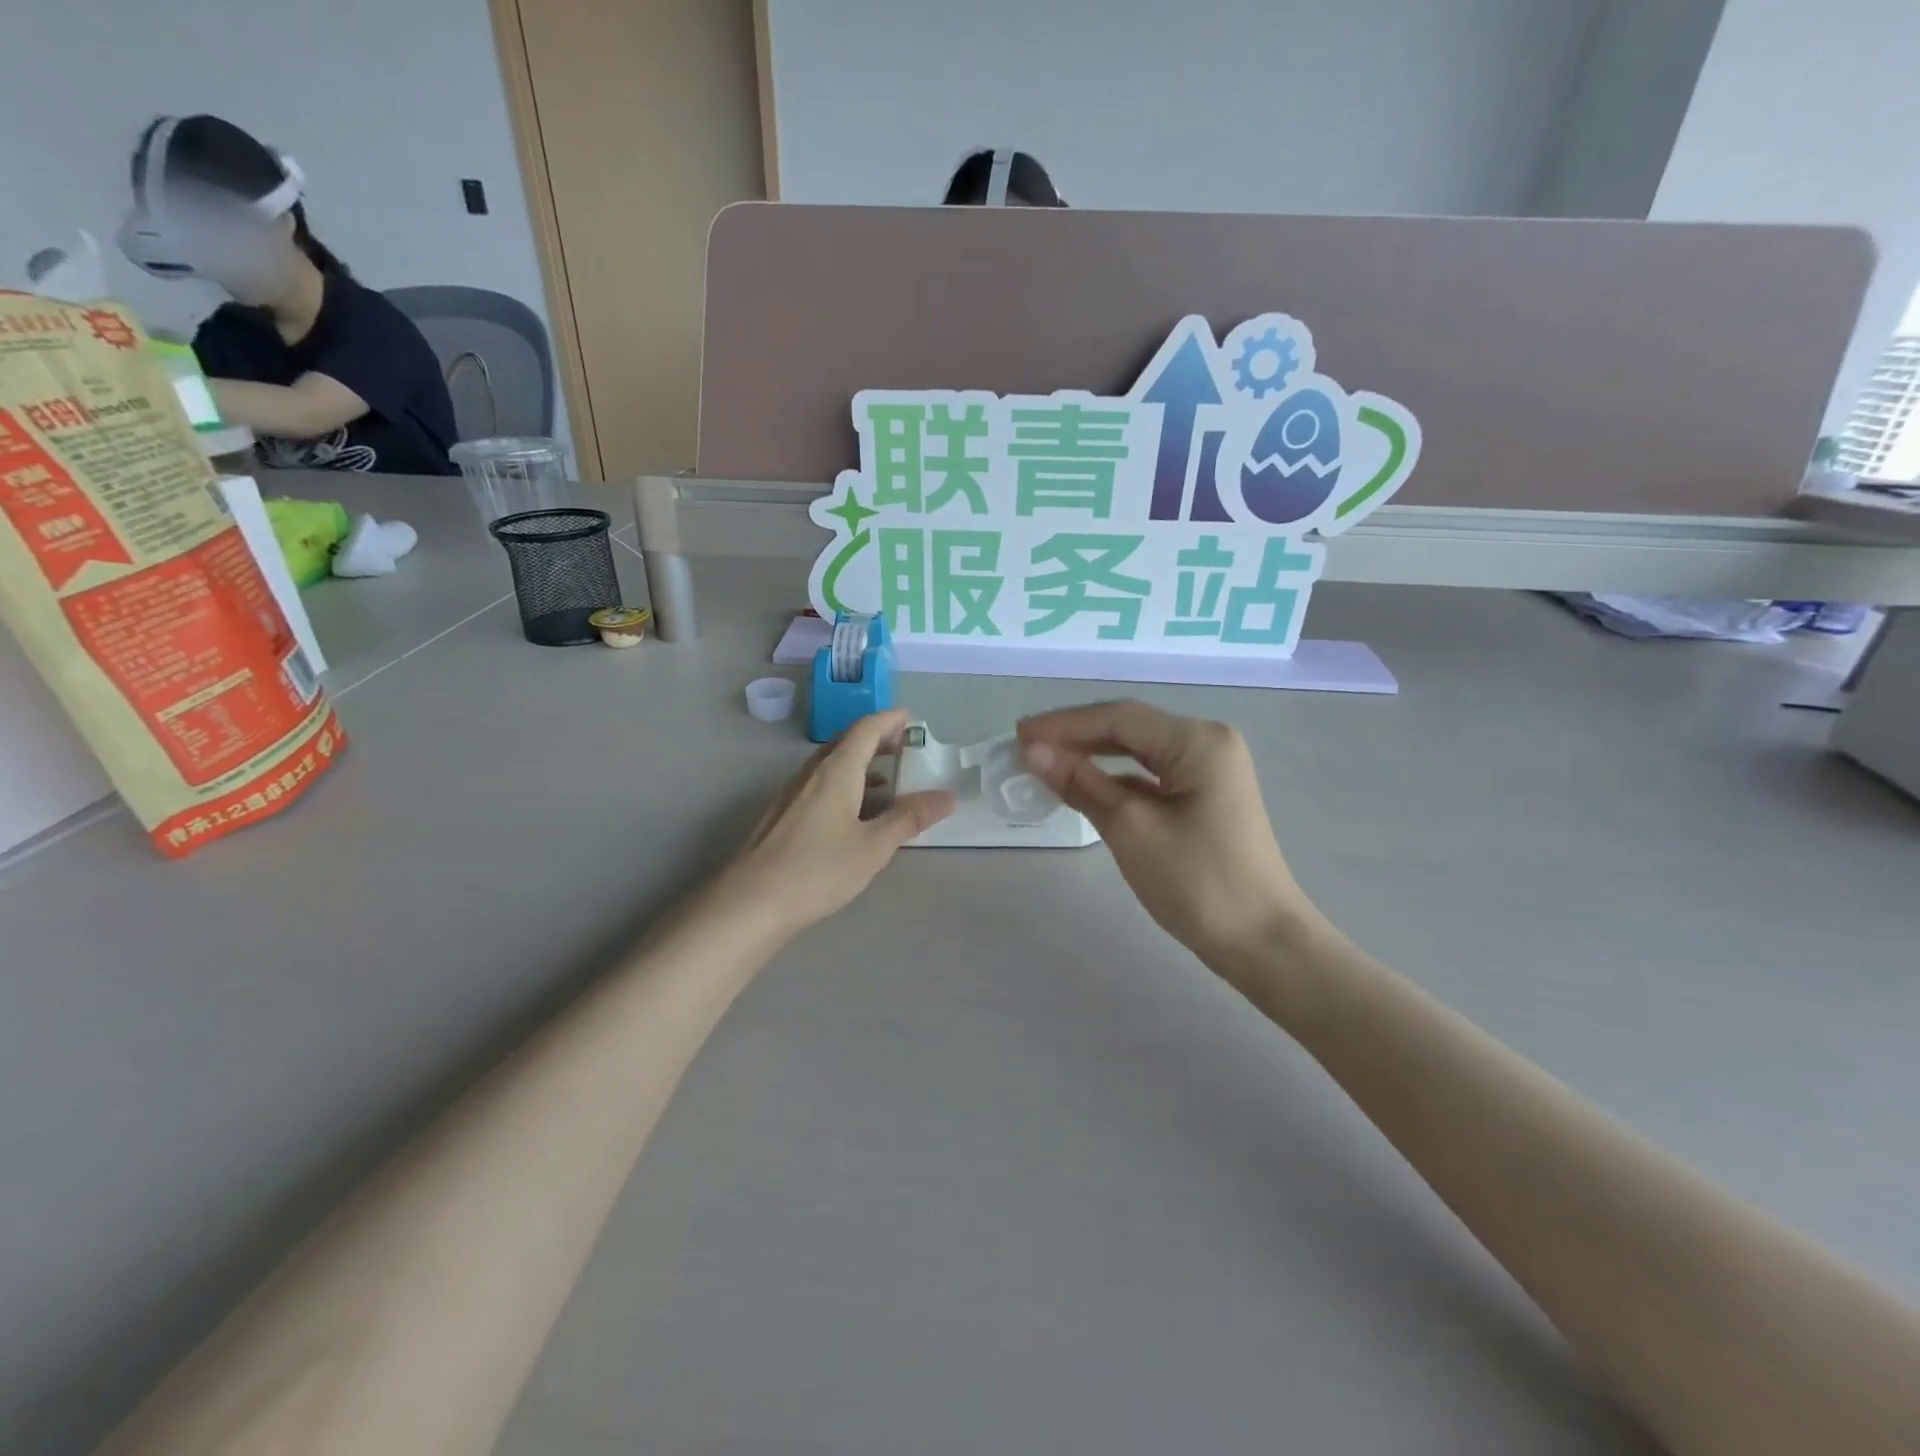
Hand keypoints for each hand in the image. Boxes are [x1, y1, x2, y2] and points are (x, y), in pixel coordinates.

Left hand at [720, 708, 954, 934]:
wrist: (749, 903)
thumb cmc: (817, 869)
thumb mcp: (873, 846)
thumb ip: (909, 819)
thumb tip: (946, 796)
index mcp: (836, 771)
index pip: (865, 729)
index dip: (889, 720)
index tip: (910, 718)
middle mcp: (811, 773)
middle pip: (846, 743)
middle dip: (876, 740)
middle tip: (903, 748)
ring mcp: (791, 794)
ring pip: (830, 766)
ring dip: (859, 765)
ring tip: (885, 782)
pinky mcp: (780, 816)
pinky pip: (818, 786)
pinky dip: (843, 785)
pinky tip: (851, 814)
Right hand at [1018, 701, 1319, 969]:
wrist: (1260, 941)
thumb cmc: (1197, 882)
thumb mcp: (1130, 828)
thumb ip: (1081, 782)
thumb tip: (1033, 751)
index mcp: (1197, 740)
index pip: (1119, 717)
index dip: (1064, 724)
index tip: (1017, 734)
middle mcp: (1207, 742)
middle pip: (1129, 728)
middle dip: (1075, 736)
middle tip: (1024, 746)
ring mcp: (1209, 769)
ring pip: (1138, 750)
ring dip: (1092, 756)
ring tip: (1045, 762)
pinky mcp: (1204, 795)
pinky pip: (1151, 774)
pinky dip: (1114, 778)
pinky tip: (1084, 786)